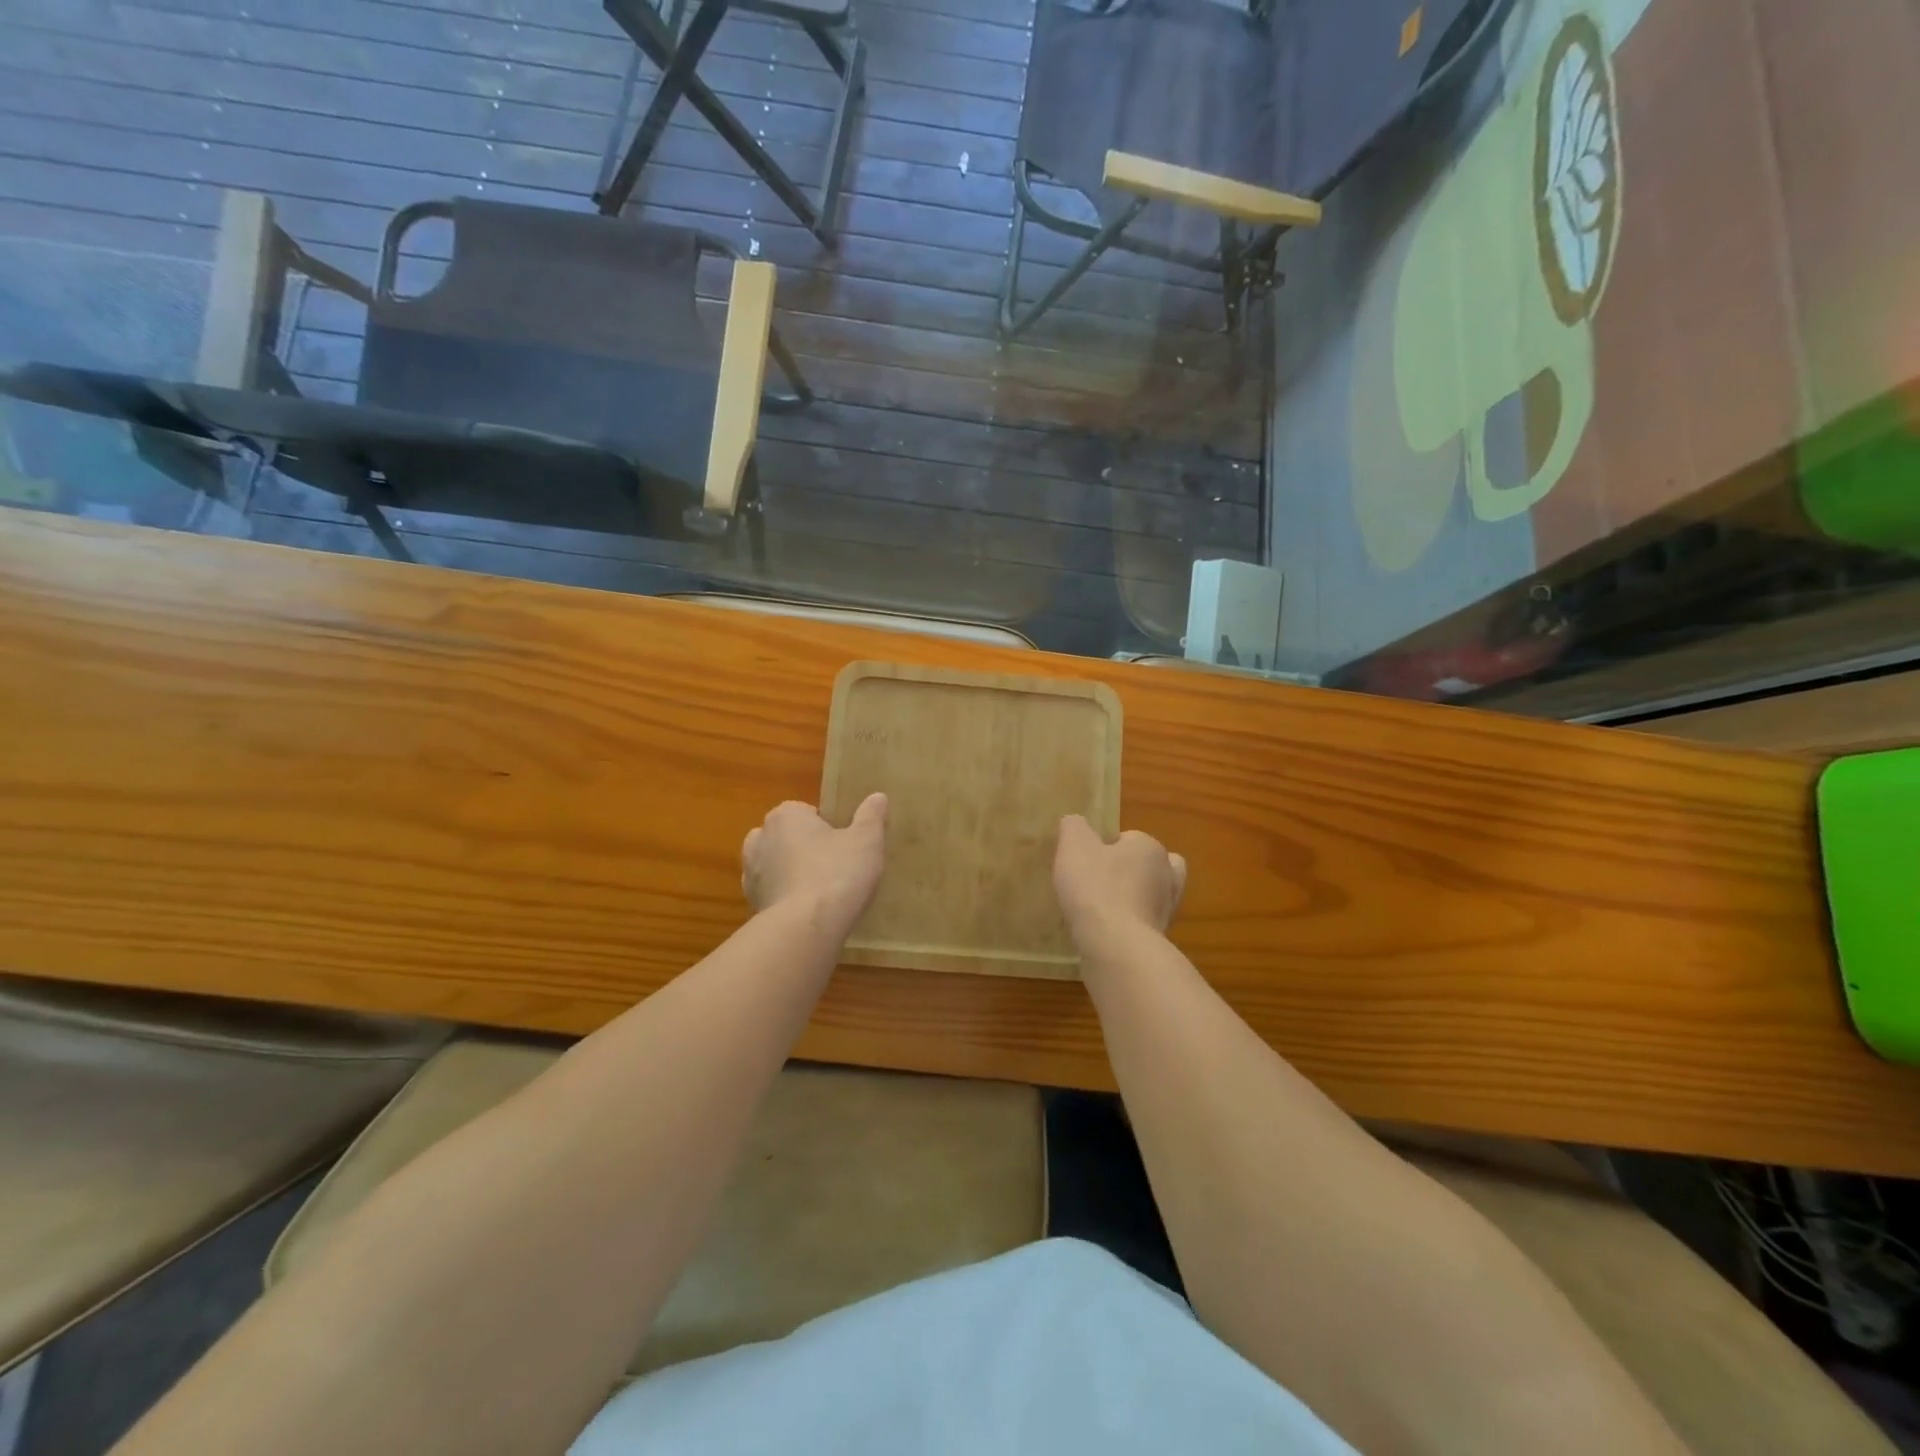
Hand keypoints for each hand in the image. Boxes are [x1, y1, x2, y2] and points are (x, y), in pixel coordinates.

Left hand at [742, 794, 887, 939]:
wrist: (805, 927)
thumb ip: (871, 816)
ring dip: (790, 873)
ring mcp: (750, 873)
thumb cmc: (837, 873)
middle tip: (833, 865)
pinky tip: (807, 911)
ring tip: (820, 890)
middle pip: (785, 837)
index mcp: (785, 816)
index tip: (843, 843)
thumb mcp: (866, 840)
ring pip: (774, 865)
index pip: (804, 811)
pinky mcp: (751, 904)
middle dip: (803, 847)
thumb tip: (878, 797)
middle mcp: (760, 838)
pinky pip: (771, 893)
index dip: (825, 826)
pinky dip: (785, 898)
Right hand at [1053, 815, 1186, 939]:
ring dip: (1130, 900)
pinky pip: (1142, 924)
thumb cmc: (1096, 887)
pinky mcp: (1160, 939)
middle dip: (1129, 872)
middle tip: (1100, 881)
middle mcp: (1168, 876)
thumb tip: (1075, 822)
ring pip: (1149, 896)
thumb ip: (1074, 827)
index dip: (1106, 847)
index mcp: (1150, 848)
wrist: (1116, 946)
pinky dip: (1127, 925)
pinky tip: (1104, 931)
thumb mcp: (1074, 846)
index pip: (1129, 838)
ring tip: (1100, 908)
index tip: (1086, 862)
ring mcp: (1167, 910)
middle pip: (1148, 866)